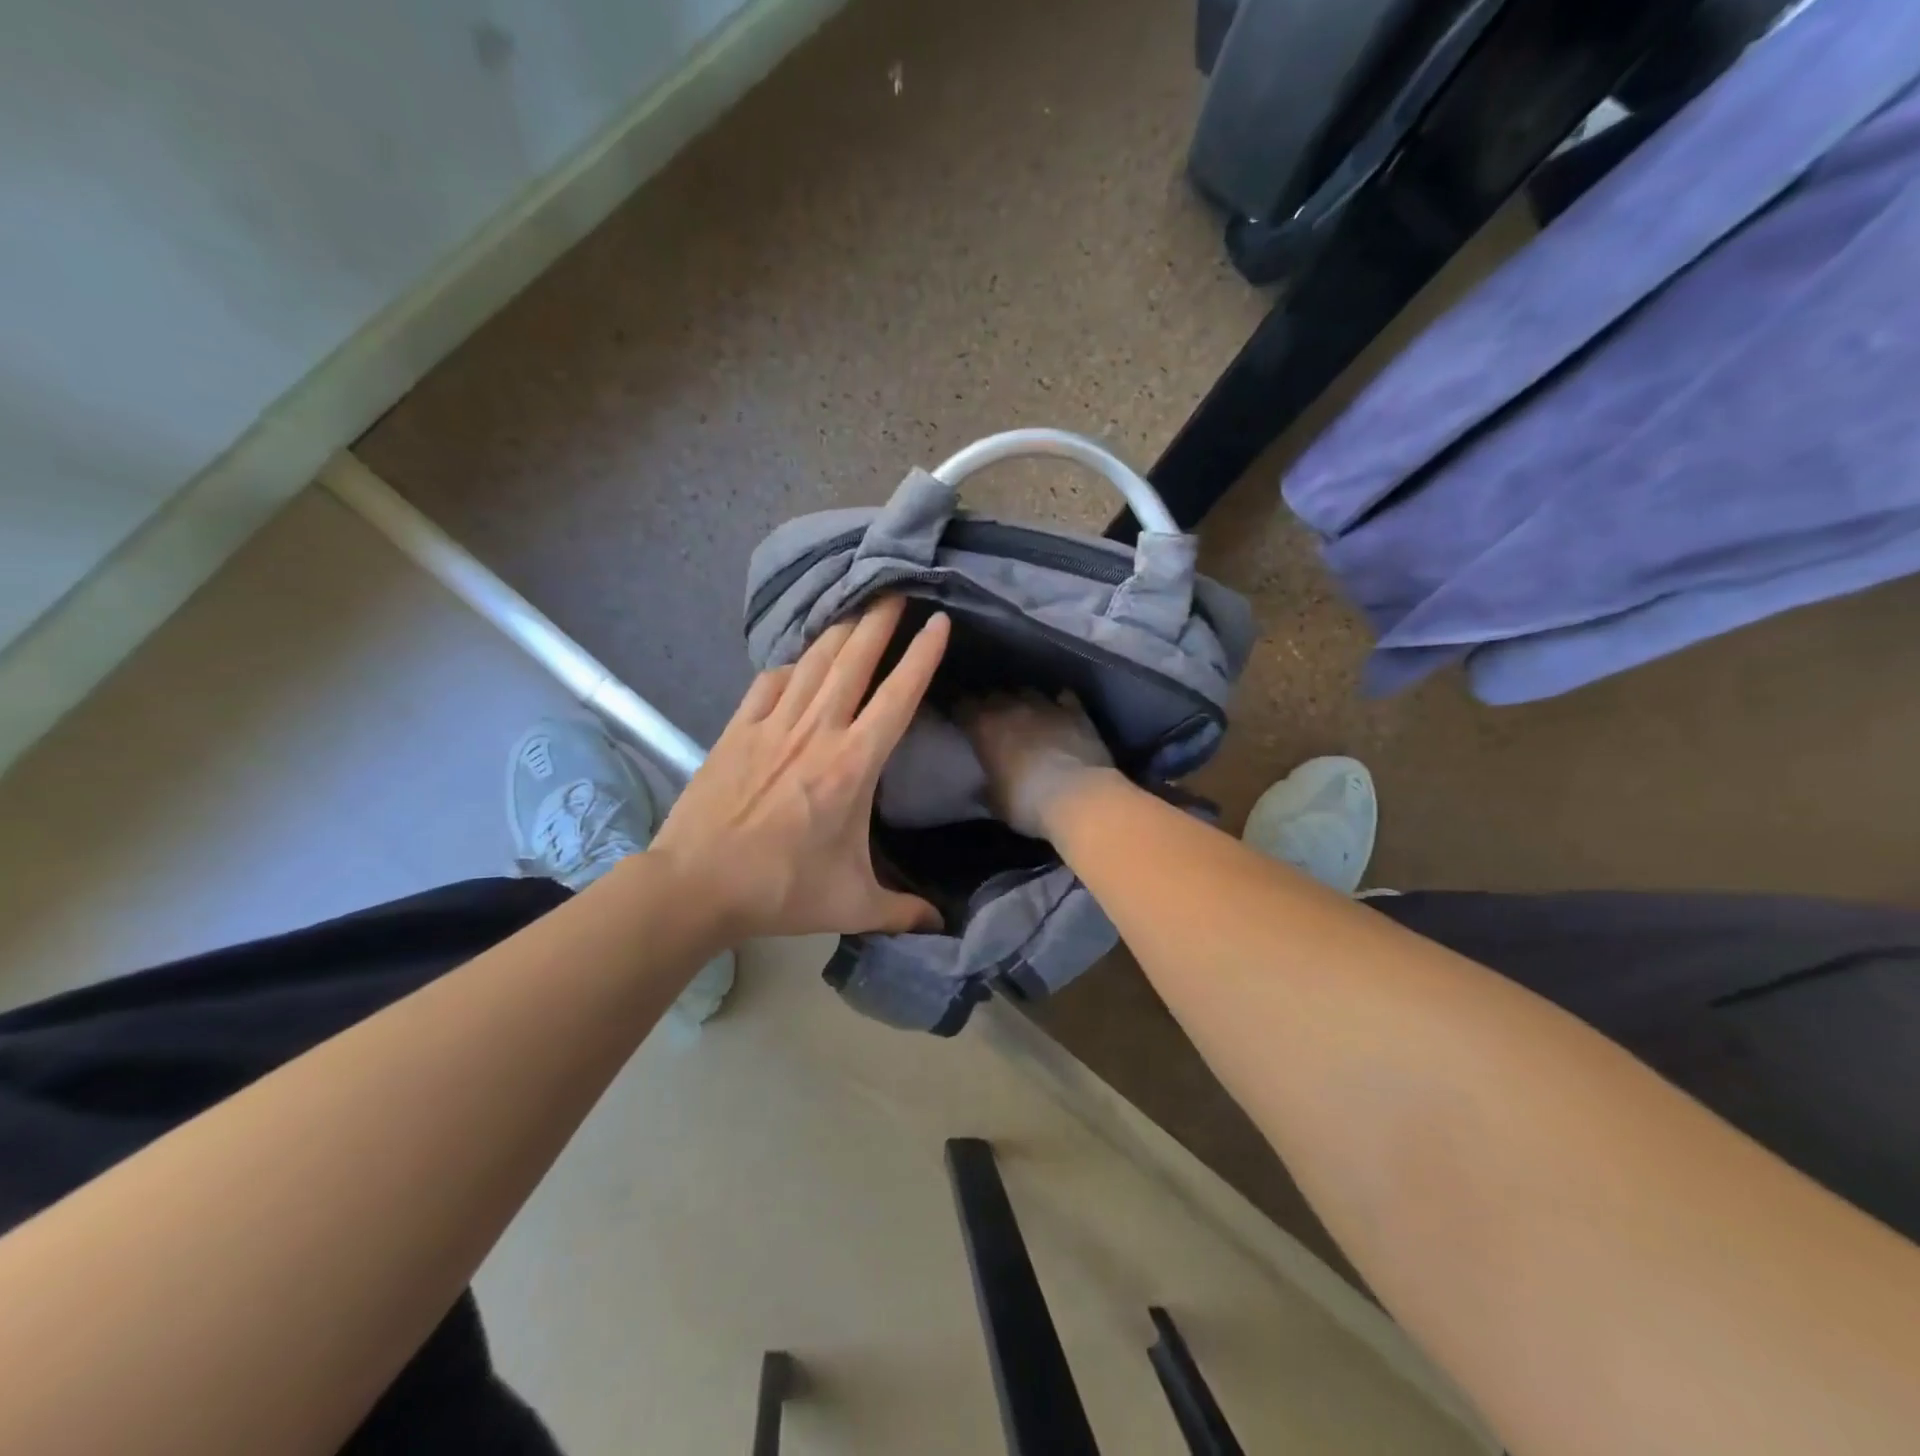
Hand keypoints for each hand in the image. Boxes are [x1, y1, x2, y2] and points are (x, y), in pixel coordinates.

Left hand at [652, 597, 950, 939]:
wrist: (695, 885)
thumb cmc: (781, 890)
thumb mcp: (852, 905)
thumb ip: (902, 912)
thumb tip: (942, 927)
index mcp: (852, 765)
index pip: (897, 697)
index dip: (921, 656)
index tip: (938, 622)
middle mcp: (816, 732)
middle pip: (853, 661)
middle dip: (879, 620)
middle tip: (895, 588)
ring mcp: (772, 726)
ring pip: (812, 663)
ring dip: (838, 631)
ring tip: (856, 606)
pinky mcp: (736, 730)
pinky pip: (767, 683)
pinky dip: (787, 666)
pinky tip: (795, 660)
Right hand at [955, 691, 1115, 839]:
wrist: (1080, 799)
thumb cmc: (1027, 804)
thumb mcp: (995, 803)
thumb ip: (985, 788)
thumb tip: (980, 787)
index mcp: (984, 727)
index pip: (961, 705)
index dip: (958, 709)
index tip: (957, 717)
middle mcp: (1012, 707)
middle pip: (993, 694)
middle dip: (989, 703)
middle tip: (989, 718)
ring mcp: (1046, 706)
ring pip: (1027, 692)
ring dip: (1022, 701)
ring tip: (1022, 713)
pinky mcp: (1076, 712)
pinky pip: (1065, 698)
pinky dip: (1059, 703)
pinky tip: (1059, 710)